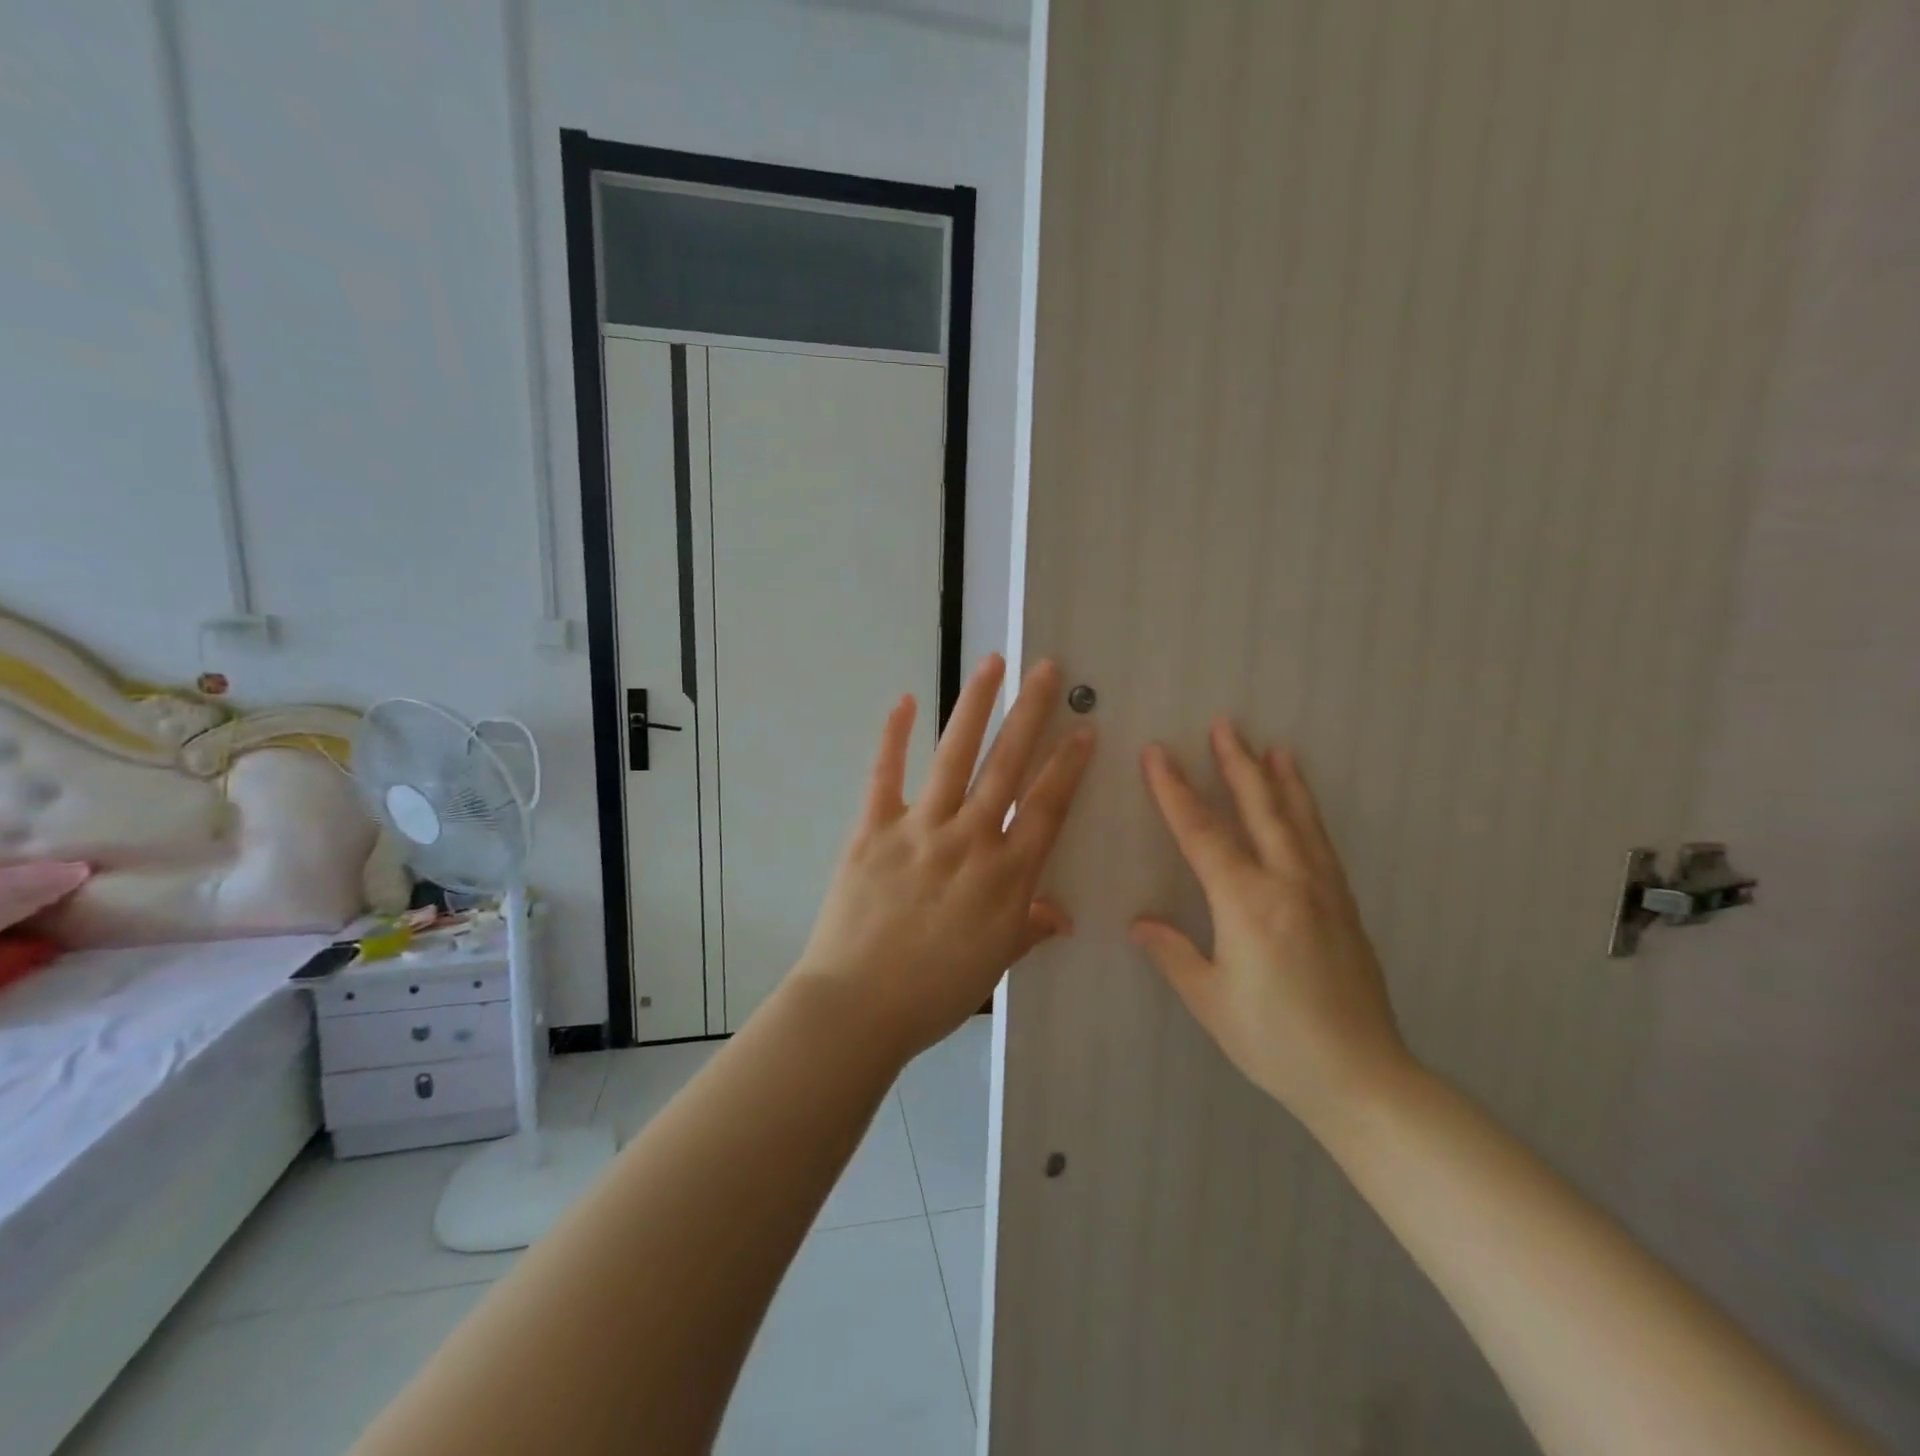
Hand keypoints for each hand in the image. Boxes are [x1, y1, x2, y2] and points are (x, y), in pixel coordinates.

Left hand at [795, 655, 1094, 1057]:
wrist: (857, 1007)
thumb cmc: (933, 993)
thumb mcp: (994, 965)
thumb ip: (1028, 929)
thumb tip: (1062, 916)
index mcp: (1006, 876)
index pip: (1047, 807)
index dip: (1068, 766)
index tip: (1084, 728)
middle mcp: (970, 840)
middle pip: (1007, 766)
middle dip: (1031, 714)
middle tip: (1047, 671)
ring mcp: (919, 829)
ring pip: (954, 756)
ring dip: (975, 707)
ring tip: (992, 664)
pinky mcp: (873, 829)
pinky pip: (884, 776)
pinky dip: (892, 736)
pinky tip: (903, 700)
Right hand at [1131, 721, 1412, 1130]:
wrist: (1362, 1077)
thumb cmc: (1274, 1041)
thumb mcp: (1211, 1000)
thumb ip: (1173, 953)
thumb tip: (1139, 923)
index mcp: (1247, 904)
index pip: (1202, 834)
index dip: (1175, 791)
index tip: (1157, 754)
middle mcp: (1288, 884)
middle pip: (1259, 810)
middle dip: (1237, 764)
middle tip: (1225, 724)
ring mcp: (1323, 892)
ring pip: (1298, 821)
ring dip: (1281, 780)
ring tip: (1274, 747)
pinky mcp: (1345, 907)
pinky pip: (1322, 845)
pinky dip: (1309, 814)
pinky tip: (1304, 807)